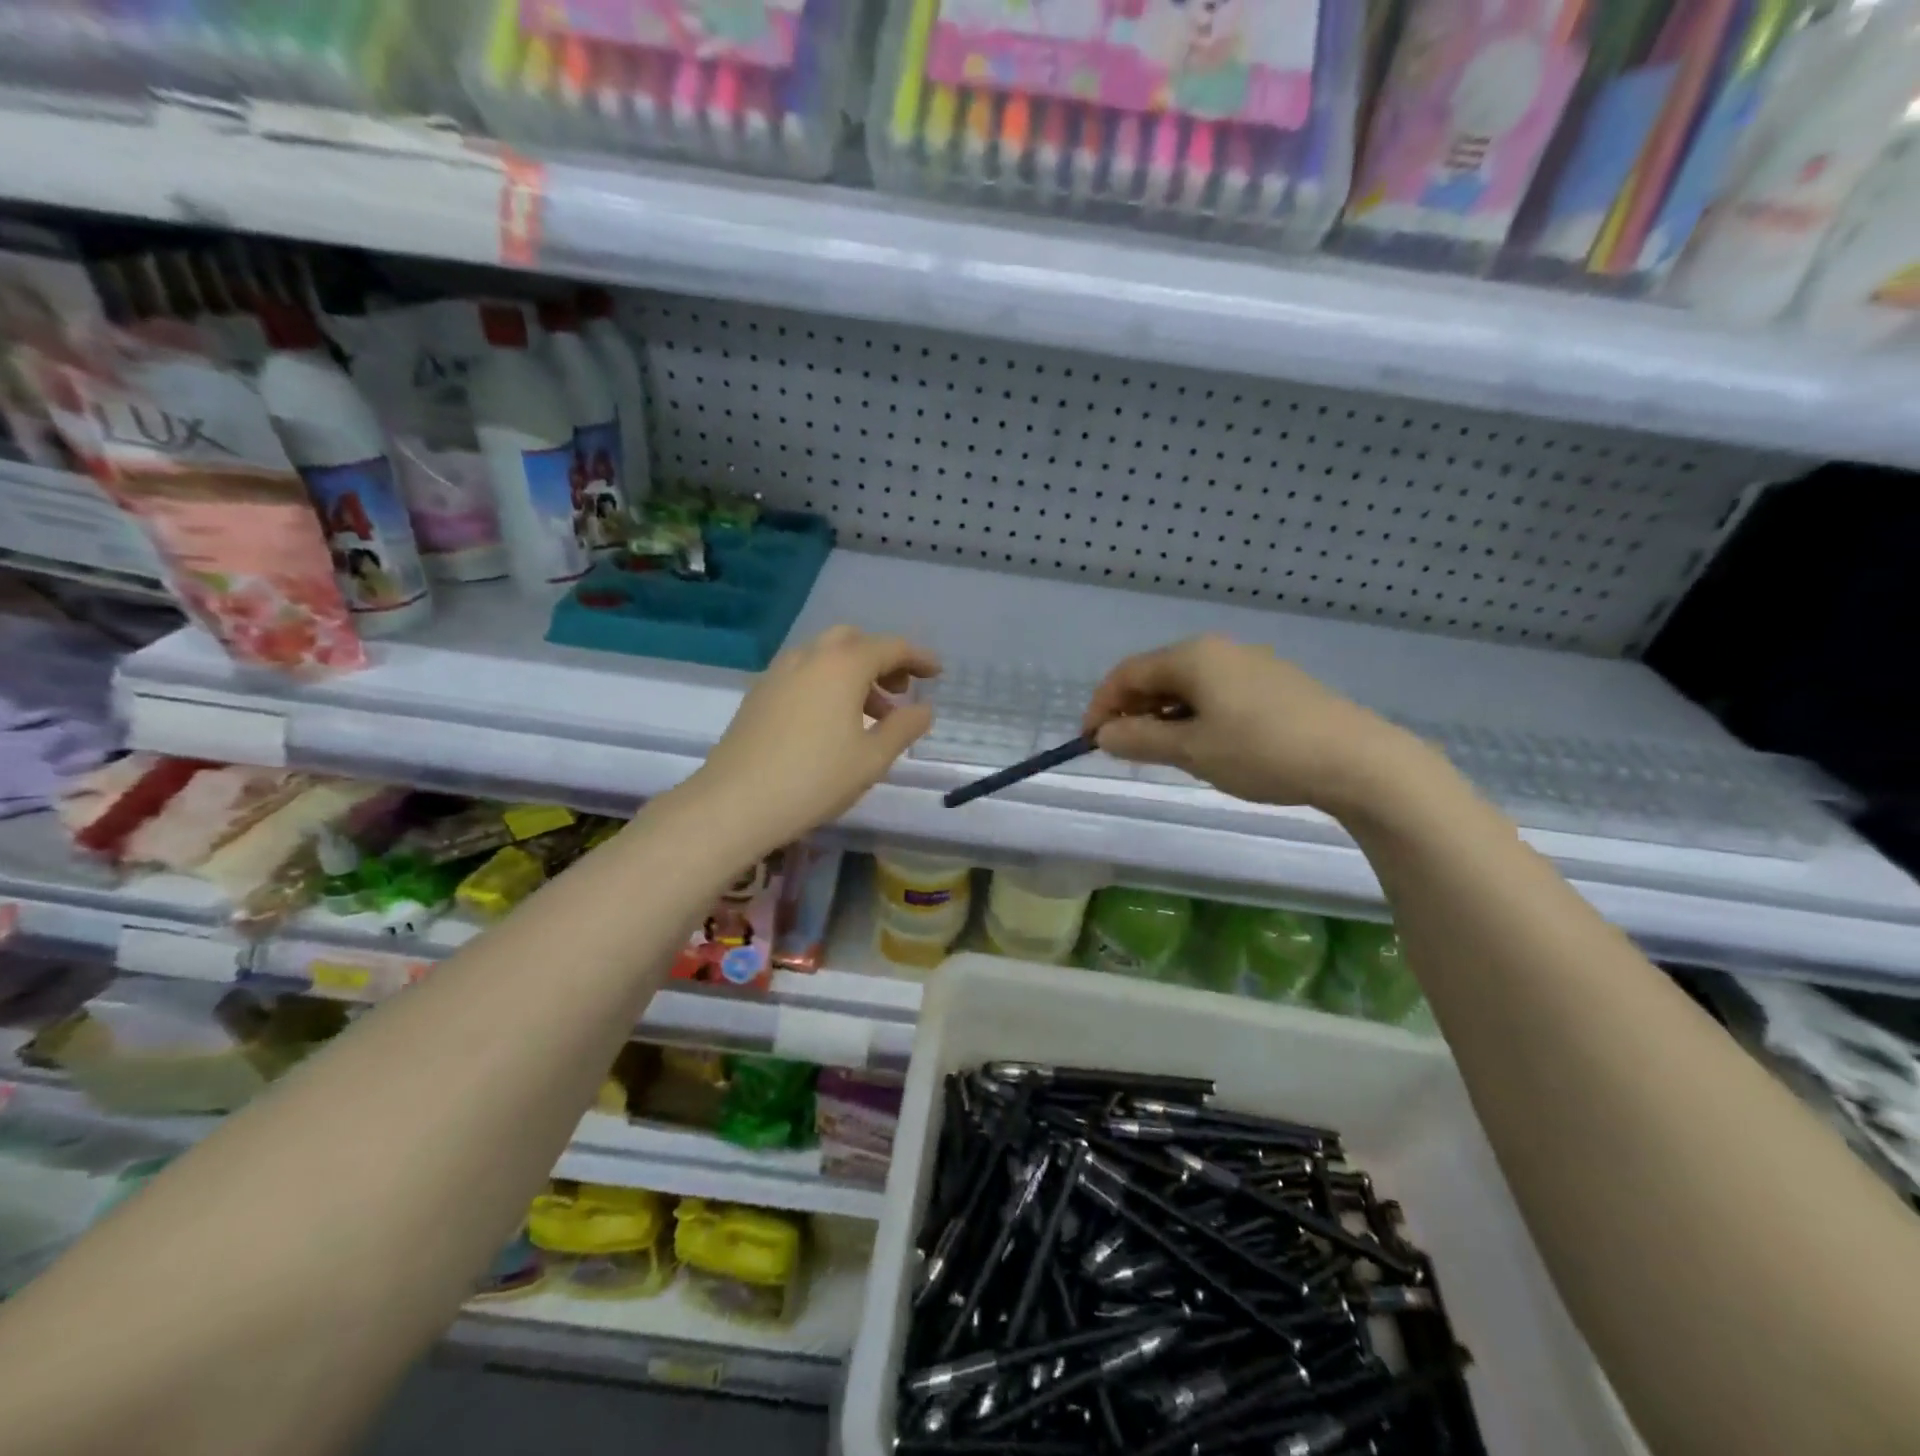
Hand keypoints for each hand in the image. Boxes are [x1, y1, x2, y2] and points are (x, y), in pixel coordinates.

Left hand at [685, 626, 939, 856]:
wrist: (735, 802)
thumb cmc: (815, 779)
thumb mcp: (872, 758)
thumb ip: (904, 728)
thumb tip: (924, 709)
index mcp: (843, 665)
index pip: (891, 647)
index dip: (918, 657)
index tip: (937, 673)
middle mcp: (810, 657)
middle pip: (854, 641)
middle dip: (882, 659)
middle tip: (901, 690)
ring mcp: (779, 673)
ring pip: (825, 656)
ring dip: (854, 673)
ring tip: (872, 715)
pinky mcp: (759, 693)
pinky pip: (803, 673)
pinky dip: (827, 683)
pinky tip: (831, 722)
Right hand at [1082, 636, 1425, 814]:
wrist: (1356, 760)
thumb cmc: (1261, 751)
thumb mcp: (1191, 750)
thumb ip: (1139, 740)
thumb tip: (1103, 735)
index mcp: (1192, 656)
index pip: (1128, 673)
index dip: (1101, 706)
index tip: (1090, 742)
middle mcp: (1219, 649)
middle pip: (1157, 675)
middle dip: (1132, 710)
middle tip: (1124, 750)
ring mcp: (1251, 664)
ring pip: (1188, 686)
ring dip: (1163, 716)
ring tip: (1161, 753)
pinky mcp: (1275, 684)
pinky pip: (1216, 693)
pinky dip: (1194, 716)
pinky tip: (1204, 745)